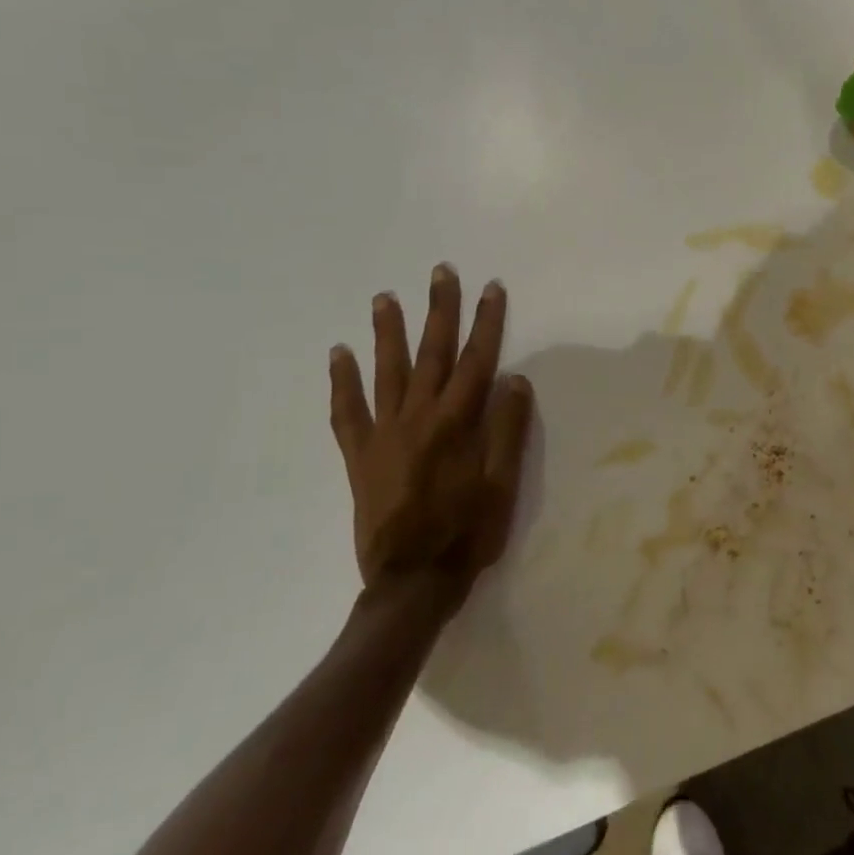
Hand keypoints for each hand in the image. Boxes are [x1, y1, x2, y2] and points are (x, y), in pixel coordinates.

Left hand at [328, 266, 532, 605]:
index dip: (487, 322)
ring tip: (384, 297)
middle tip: (440, 272)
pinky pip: (346, 412)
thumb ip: (507, 429)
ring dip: (388, 332)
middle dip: (439, 310)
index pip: (477, 361)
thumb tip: (514, 378)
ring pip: (385, 372)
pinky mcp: (359, 456)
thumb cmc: (467, 532)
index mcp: (456, 424)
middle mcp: (417, 419)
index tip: (492, 288)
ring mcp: (383, 435)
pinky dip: (342, 382)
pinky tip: (339, 354)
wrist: (411, 582)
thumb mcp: (502, 484)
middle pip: (432, 354)